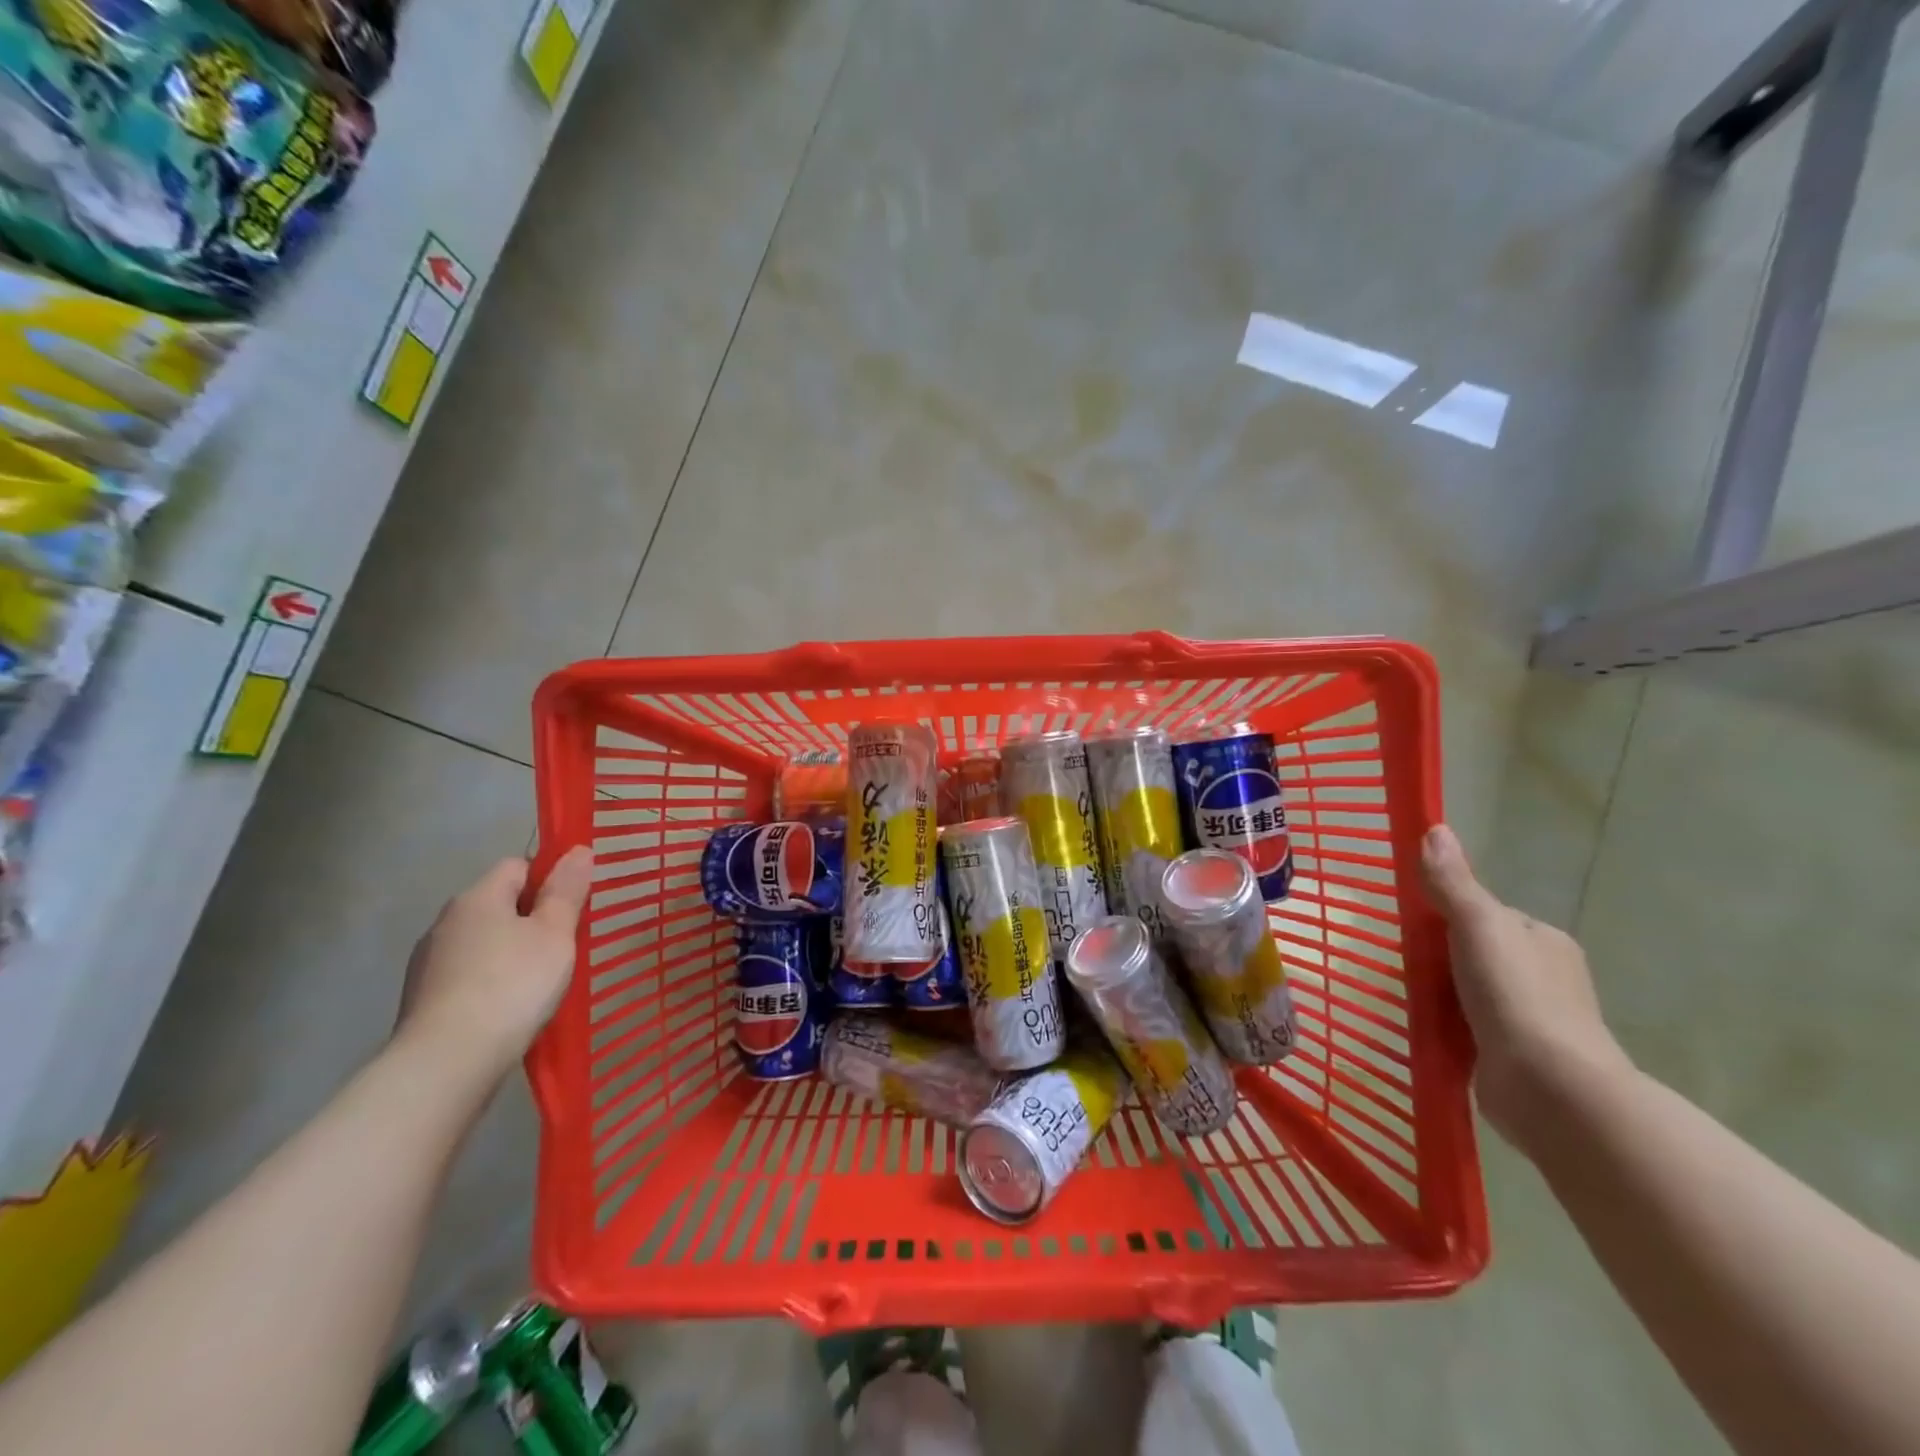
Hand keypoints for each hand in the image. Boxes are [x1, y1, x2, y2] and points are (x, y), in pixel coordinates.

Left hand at [395, 847, 592, 1080]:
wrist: (446, 1063)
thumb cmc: (511, 985)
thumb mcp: (555, 933)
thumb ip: (567, 891)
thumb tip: (578, 850)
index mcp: (477, 897)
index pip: (517, 866)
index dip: (548, 879)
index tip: (572, 908)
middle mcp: (446, 922)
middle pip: (498, 904)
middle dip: (531, 919)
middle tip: (564, 947)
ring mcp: (428, 963)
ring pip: (483, 942)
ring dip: (509, 953)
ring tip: (540, 983)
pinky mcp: (422, 1000)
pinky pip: (467, 976)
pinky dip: (490, 983)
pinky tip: (509, 1008)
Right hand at [1420, 825, 1629, 1150]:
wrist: (1550, 1088)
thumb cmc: (1515, 995)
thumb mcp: (1478, 925)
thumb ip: (1453, 883)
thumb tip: (1434, 828)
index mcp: (1544, 940)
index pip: (1487, 914)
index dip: (1448, 915)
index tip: (1412, 926)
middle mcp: (1546, 976)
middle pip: (1476, 953)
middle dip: (1441, 958)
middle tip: (1402, 964)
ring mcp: (1534, 1020)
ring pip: (1472, 992)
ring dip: (1442, 994)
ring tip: (1404, 996)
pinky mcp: (1516, 1057)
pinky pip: (1471, 1029)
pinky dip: (1448, 1027)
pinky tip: (1424, 1029)